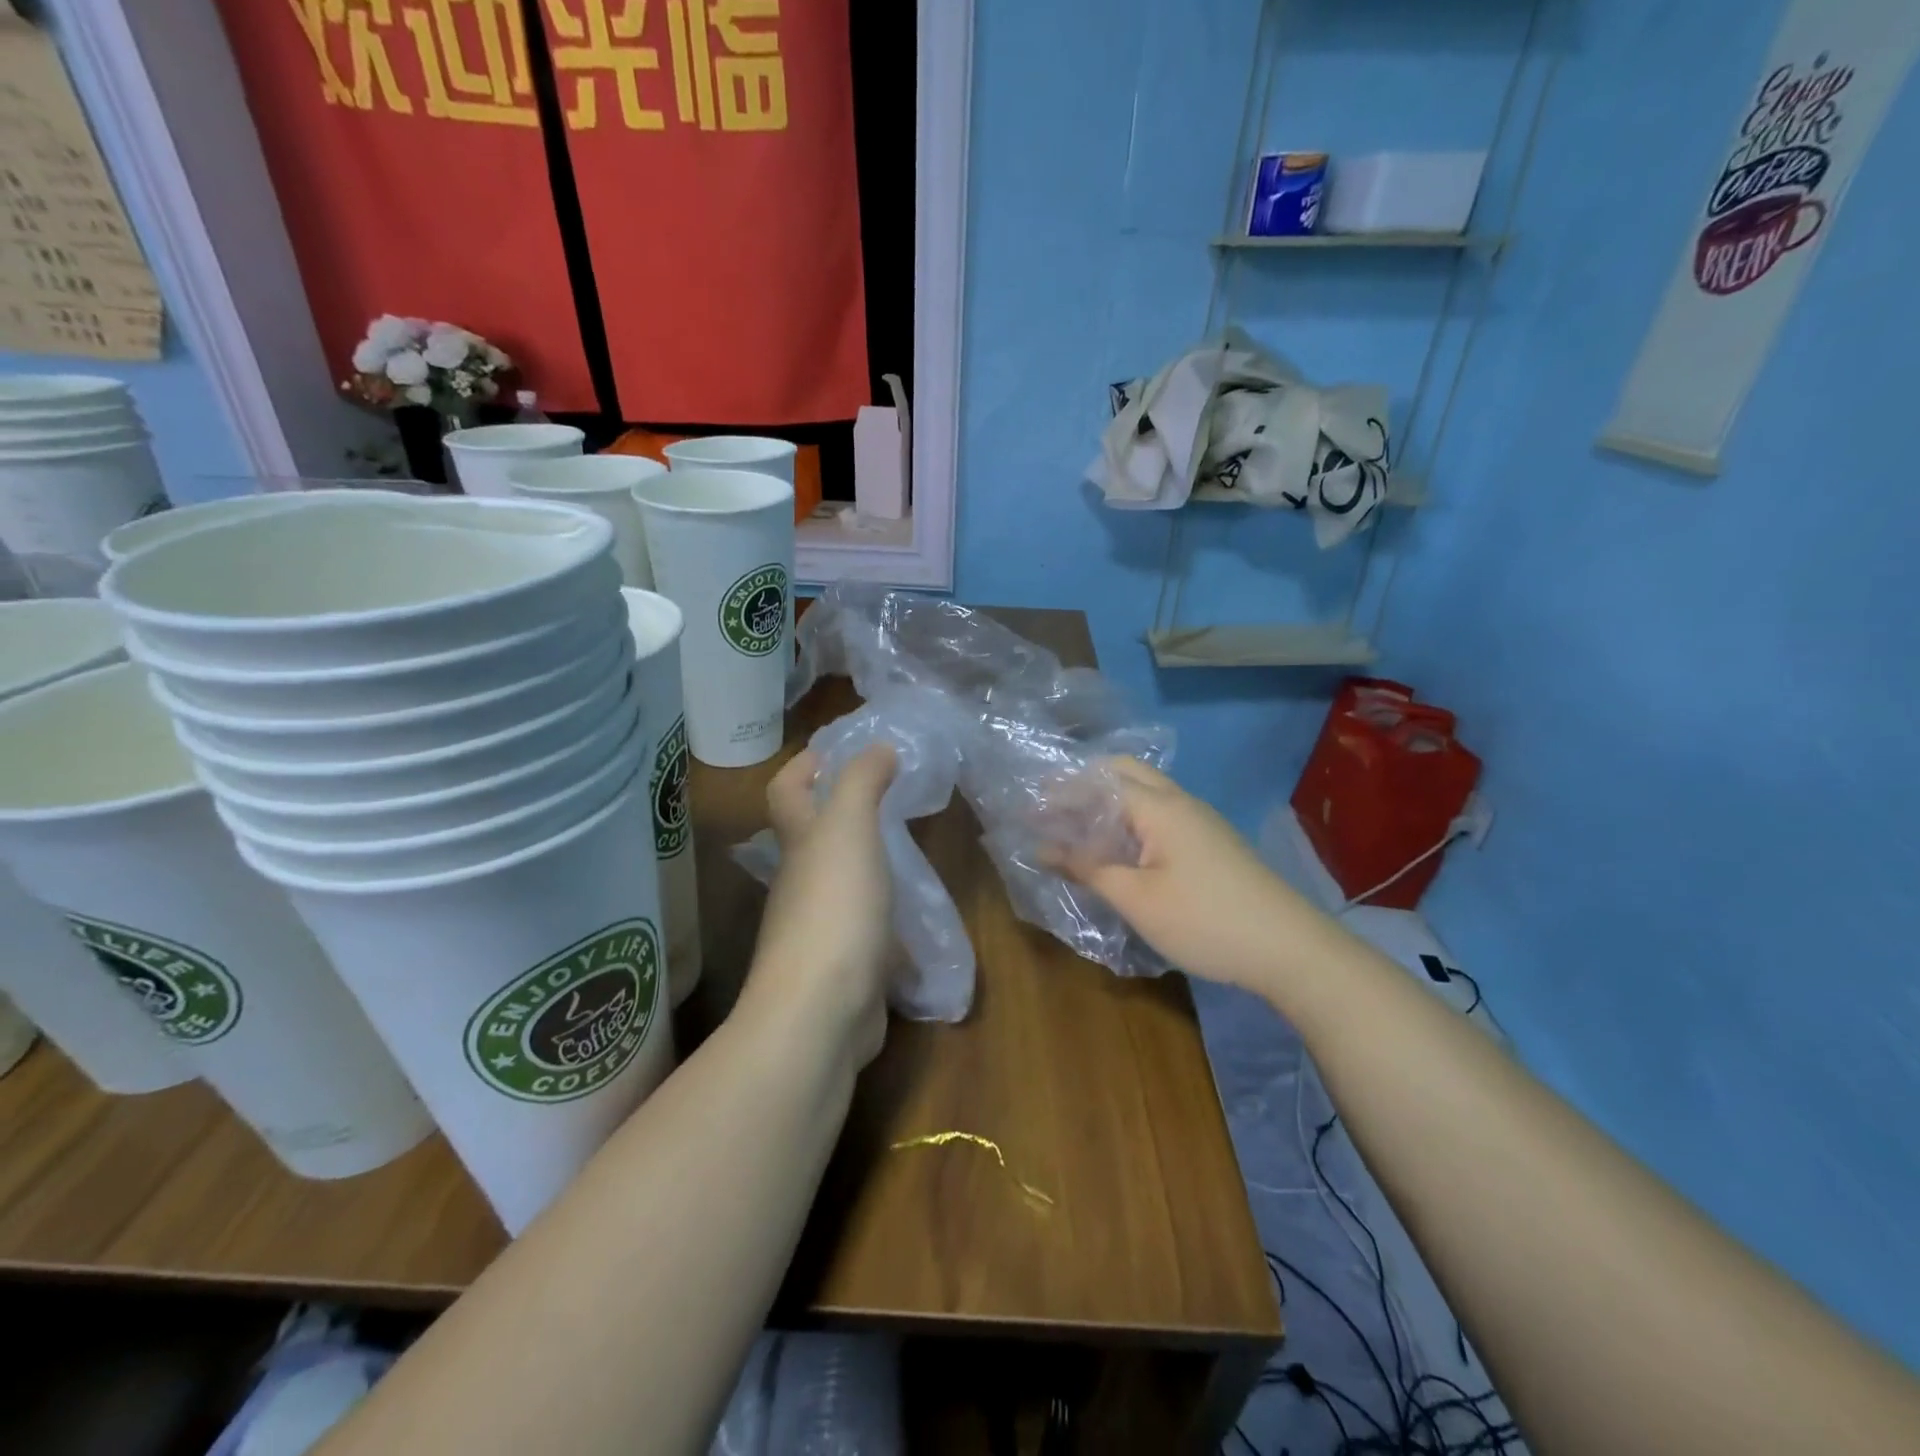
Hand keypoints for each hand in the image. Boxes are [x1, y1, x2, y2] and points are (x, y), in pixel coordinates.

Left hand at [740, 745, 896, 1066]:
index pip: (787, 790)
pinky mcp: (845, 966)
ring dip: (869, 866)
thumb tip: (877, 747)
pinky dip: (889, 921)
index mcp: (800, 843)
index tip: (839, 749)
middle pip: (812, 837)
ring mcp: (820, 928)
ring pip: (842, 884)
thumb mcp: (850, 829)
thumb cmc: (835, 906)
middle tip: (891, 798)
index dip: (805, 764)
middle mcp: (801, 882)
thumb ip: (862, 783)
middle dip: (843, 814)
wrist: (823, 1010)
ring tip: (910, 852)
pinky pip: (868, 931)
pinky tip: (919, 921)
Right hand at [1053, 757, 1316, 993]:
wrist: (1290, 948)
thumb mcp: (1136, 898)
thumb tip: (1043, 849)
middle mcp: (1180, 802)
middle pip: (1126, 773)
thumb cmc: (1205, 920)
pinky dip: (1129, 822)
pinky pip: (1160, 816)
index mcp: (1160, 806)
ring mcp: (1200, 821)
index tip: (1028, 809)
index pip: (1100, 781)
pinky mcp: (1211, 843)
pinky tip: (1117, 851)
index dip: (1061, 793)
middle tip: (1053, 811)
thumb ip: (1088, 868)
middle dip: (1085, 785)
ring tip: (1076, 830)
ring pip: (1144, 794)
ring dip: (1109, 804)